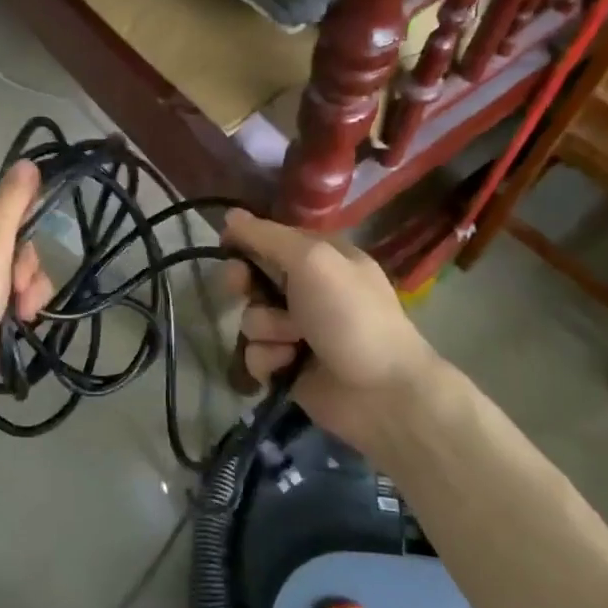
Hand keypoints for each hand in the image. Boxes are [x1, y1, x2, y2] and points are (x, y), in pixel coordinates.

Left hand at [0, 162, 55, 418]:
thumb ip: (11, 203)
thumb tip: (27, 162)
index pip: (4, 205)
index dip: (25, 228)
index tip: (27, 255)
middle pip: (10, 242)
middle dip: (26, 269)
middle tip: (21, 294)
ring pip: (10, 273)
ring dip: (25, 294)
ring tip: (22, 318)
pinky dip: (11, 312)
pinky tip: (13, 330)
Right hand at [222, 209, 443, 451]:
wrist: (381, 393)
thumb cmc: (350, 316)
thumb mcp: (312, 261)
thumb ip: (267, 237)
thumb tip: (230, 214)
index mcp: (322, 258)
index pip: (271, 239)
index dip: (246, 241)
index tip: (226, 246)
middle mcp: (308, 290)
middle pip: (253, 278)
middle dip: (244, 284)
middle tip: (242, 289)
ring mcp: (297, 330)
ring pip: (251, 319)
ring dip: (265, 329)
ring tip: (293, 342)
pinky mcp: (287, 366)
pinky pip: (255, 354)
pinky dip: (268, 360)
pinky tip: (288, 366)